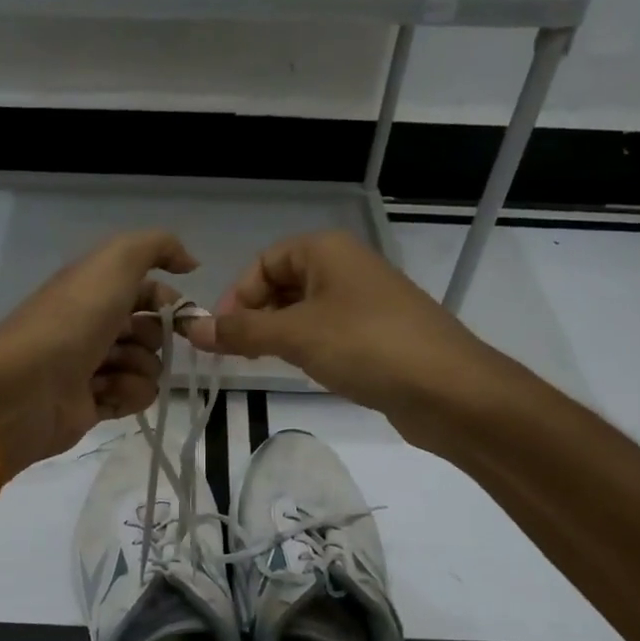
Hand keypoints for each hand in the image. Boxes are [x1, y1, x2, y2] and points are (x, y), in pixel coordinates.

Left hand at [0, 230, 197, 472]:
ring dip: (138, 369)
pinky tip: (102, 394)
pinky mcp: (95, 404)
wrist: (27, 386)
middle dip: (152, 338)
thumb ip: (157, 248)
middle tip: (125, 342)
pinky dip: (126, 395)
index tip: (185, 316)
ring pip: (148, 368)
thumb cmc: (72, 320)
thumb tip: (191, 262)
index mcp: (96, 290)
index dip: (171, 302)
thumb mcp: (115, 263)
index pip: (150, 291)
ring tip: (107, 372)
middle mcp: (96, 325)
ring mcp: (95, 367)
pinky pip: (135, 398)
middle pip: (153, 332)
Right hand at [184, 230, 492, 433]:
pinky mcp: (378, 336)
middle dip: (255, 315)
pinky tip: (302, 370)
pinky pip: (329, 332)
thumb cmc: (366, 346)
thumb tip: (190, 328)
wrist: (448, 389)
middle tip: (236, 353)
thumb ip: (241, 332)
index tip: (221, 334)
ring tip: (262, 363)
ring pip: (306, 310)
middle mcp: (347, 268)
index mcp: (327, 251)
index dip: (238, 295)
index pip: (265, 262)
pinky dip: (307, 347)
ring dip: (278, 334)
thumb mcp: (295, 336)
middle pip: (284, 283)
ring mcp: (365, 302)